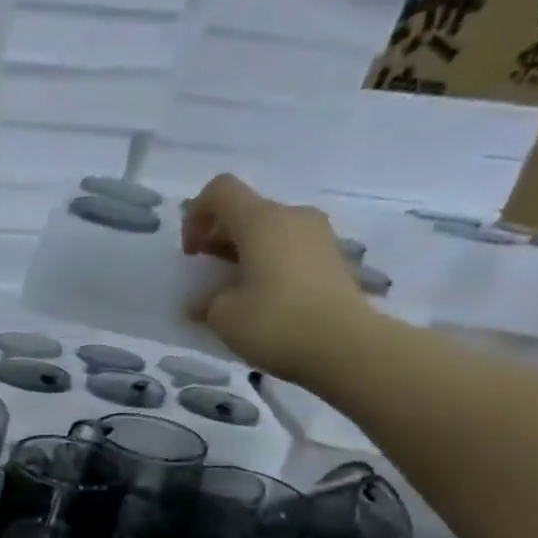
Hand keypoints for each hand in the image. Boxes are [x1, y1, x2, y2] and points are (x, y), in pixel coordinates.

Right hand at [180, 173, 370, 381]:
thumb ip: (205, 300)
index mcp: (261, 221)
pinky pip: (288, 249)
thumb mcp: (222, 316)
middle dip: (218, 238)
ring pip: (268, 231)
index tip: (191, 254)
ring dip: (243, 253)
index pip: (220, 191)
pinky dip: (267, 265)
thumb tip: (203, 301)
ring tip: (233, 291)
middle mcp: (292, 217)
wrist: (345, 347)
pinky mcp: (331, 258)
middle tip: (207, 275)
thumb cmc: (274, 323)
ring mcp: (317, 236)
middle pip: (245, 211)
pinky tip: (261, 300)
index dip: (195, 216)